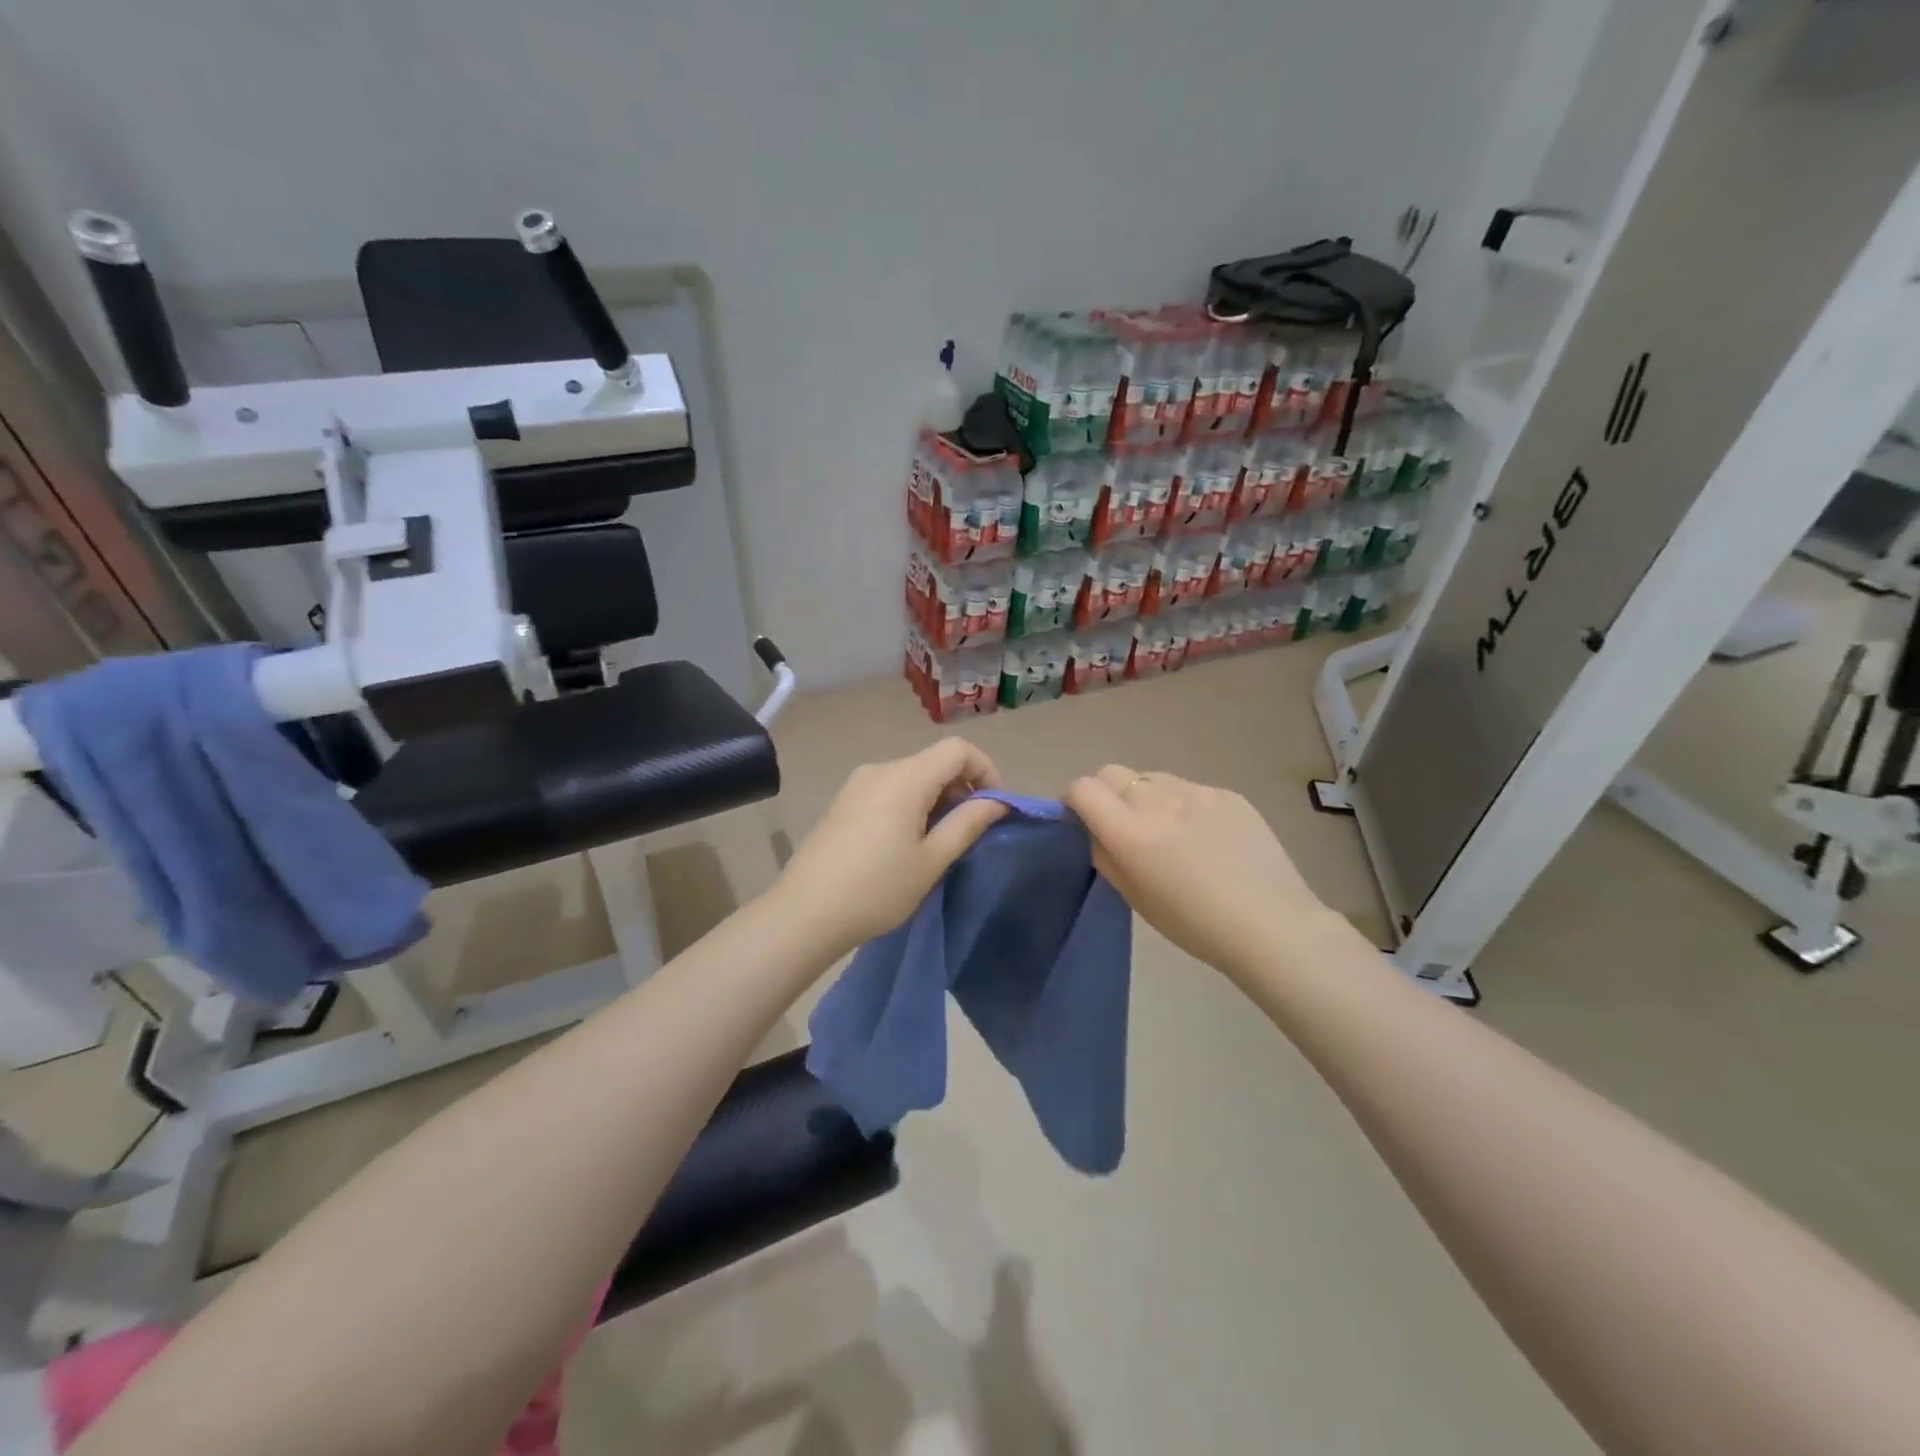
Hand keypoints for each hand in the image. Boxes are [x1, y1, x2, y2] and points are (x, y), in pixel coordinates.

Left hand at [772, 739, 1007, 956]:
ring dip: (936, 799)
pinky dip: (911, 804)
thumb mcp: (932, 860)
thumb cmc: (877, 889)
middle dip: (961, 788)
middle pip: (934, 761)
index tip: (994, 807)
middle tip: (967, 833)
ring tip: (936, 843)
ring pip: (912, 776)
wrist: (805, 913)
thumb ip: (968, 824)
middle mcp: (880, 769)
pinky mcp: (843, 801)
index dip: (986, 770)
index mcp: (905, 778)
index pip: (958, 749)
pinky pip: (889, 789)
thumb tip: (997, 802)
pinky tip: (905, 843)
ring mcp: (857, 783)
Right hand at [1065, 764, 1329, 979]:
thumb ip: (1106, 857)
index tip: (1081, 819)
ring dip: (1146, 797)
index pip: (1084, 789)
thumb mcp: (1136, 899)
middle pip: (1113, 773)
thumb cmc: (1196, 926)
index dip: (1074, 800)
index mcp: (1131, 833)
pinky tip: (1206, 838)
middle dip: (1106, 792)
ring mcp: (1197, 792)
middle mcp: (1159, 801)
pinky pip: (1190, 789)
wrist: (1273, 926)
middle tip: (1121, 824)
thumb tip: (1096, 832)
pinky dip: (1184, 805)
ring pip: (1152, 778)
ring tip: (1169, 831)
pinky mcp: (1228, 794)